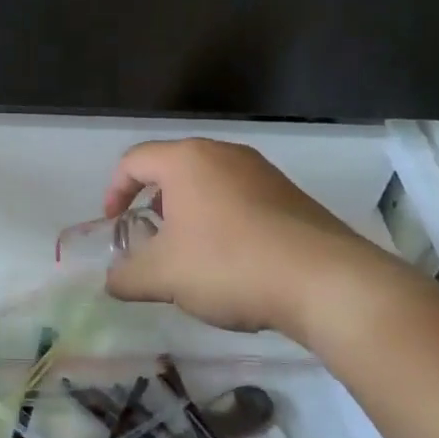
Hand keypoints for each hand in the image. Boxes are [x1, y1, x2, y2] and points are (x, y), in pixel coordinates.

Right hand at [102, 138, 389, 342]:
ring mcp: (263, 173)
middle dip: (153, 205)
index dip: (114, 192)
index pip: (134, 161)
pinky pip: (241, 200)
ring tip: (190, 254)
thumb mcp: (162, 276)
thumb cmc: (229, 264)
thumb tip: (113, 281)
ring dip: (189, 215)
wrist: (326, 283)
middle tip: (150, 239)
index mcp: (187, 160)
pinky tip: (232, 262)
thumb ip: (126, 276)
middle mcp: (224, 154)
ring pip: (209, 185)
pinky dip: (223, 222)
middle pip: (173, 169)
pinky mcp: (291, 196)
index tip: (114, 226)